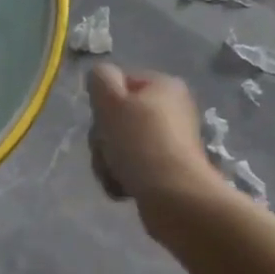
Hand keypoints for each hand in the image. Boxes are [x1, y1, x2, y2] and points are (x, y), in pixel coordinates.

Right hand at [86, 64, 222, 207]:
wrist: (174, 196)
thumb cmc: (140, 142)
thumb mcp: (111, 101)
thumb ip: (100, 79)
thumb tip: (101, 77)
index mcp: (164, 85)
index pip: (118, 84)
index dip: (102, 104)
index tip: (101, 123)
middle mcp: (172, 109)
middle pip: (117, 117)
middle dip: (103, 140)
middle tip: (106, 153)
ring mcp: (171, 141)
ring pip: (121, 145)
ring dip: (108, 161)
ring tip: (114, 175)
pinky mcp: (169, 169)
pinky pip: (134, 167)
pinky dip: (123, 177)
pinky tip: (123, 188)